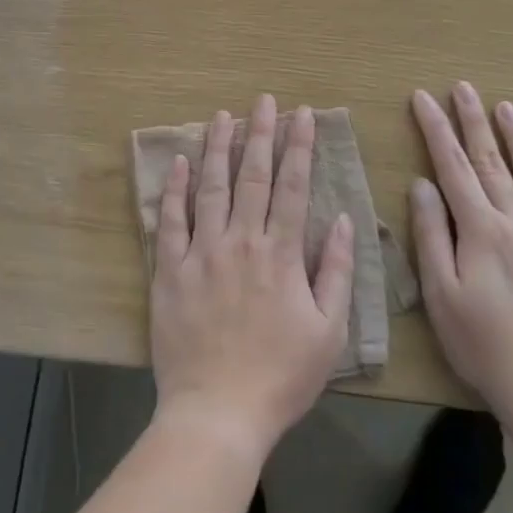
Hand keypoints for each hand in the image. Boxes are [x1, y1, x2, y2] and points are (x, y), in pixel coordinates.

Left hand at [149, 96, 355, 459]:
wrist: (218, 411)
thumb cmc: (281, 376)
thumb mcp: (328, 331)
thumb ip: (335, 271)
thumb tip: (343, 220)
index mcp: (281, 254)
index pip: (294, 187)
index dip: (299, 147)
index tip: (302, 116)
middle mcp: (241, 242)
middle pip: (252, 176)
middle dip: (260, 134)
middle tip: (263, 101)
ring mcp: (201, 253)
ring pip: (210, 188)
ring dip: (217, 148)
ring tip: (222, 116)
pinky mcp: (169, 269)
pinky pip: (170, 220)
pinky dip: (174, 189)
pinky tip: (180, 162)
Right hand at [409, 83, 512, 436]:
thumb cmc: (483, 345)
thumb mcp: (441, 294)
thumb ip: (431, 234)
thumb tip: (422, 184)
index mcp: (480, 230)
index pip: (452, 167)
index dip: (436, 129)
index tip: (423, 98)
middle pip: (491, 162)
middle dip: (472, 121)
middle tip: (462, 87)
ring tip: (505, 107)